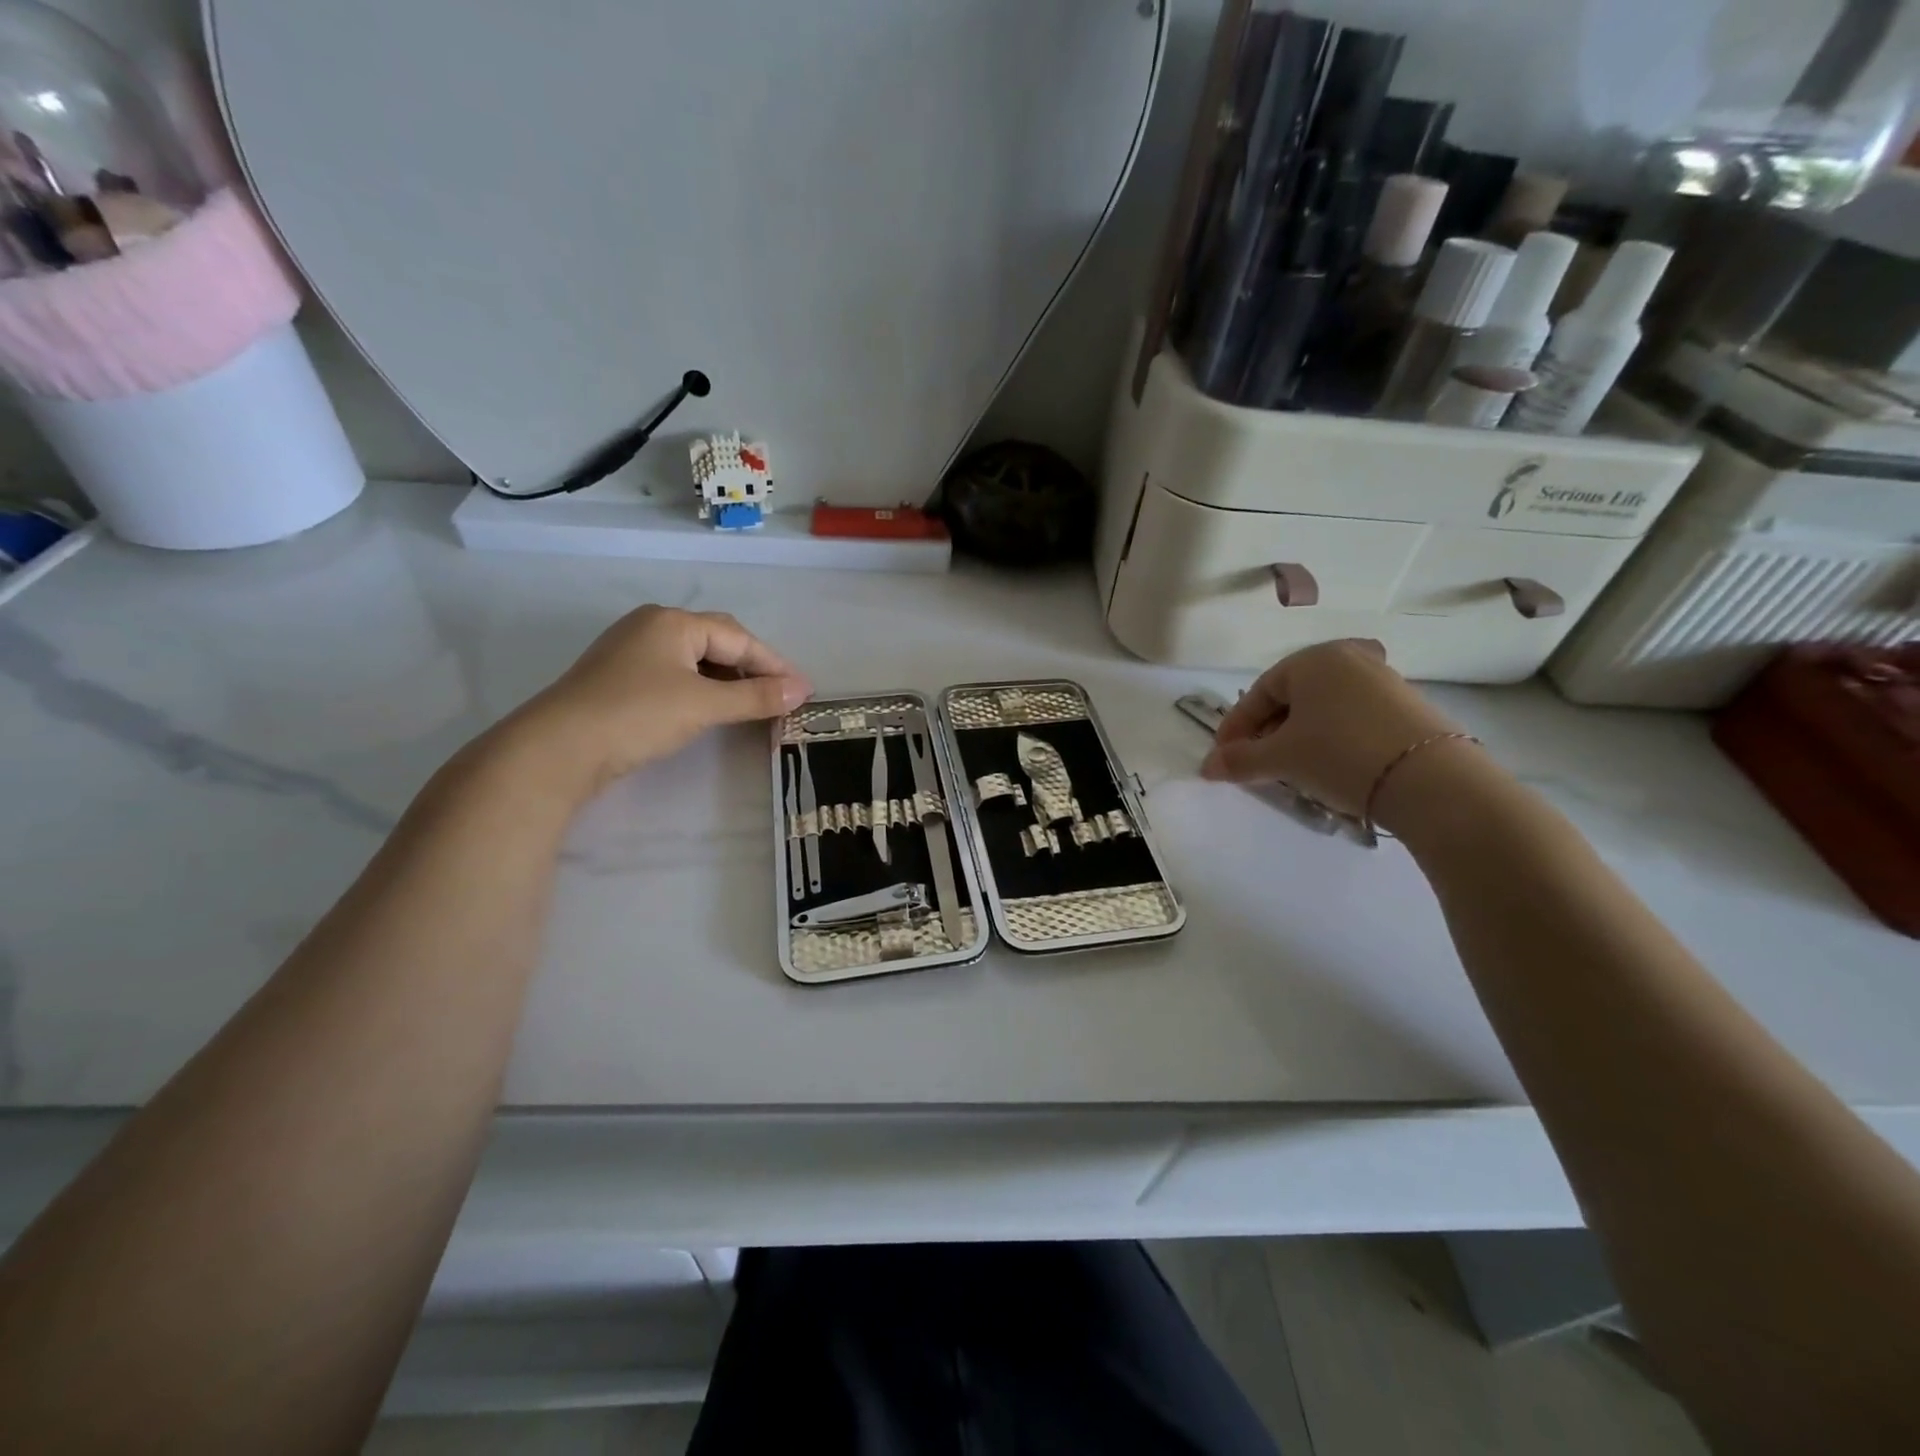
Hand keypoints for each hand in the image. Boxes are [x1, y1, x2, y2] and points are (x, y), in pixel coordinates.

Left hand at [505, 606, 811, 792]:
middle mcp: (652, 626)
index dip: (774, 664)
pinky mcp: (619, 679)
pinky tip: (711, 709)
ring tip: (752, 705)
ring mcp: (631, 652)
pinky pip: (675, 675)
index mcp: (673, 622)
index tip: (802, 690)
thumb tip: (801, 690)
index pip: (738, 638)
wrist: (558, 749)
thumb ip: (755, 697)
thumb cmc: (637, 715)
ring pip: (695, 660)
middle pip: (717, 642)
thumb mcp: (704, 705)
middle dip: (752, 668)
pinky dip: (702, 689)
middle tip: (779, 696)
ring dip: (728, 680)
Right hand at [1200, 639, 1468, 819]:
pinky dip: (1331, 739)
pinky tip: (1330, 766)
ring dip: (1299, 737)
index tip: (1223, 758)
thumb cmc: (1339, 754)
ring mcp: (1383, 680)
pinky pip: (1352, 718)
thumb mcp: (1281, 759)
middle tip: (1255, 764)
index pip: (1259, 692)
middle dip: (1267, 733)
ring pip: (1322, 709)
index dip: (1235, 727)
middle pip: (1291, 698)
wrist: (1430, 780)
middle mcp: (1349, 658)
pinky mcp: (1408, 706)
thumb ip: (1239, 760)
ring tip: (1291, 770)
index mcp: (1313, 659)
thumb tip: (1207, 768)